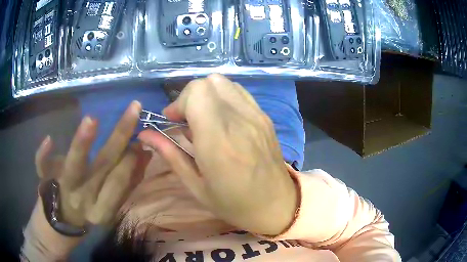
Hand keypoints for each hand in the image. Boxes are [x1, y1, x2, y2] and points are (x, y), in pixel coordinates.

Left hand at [35, 101, 150, 226]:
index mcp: (102, 209)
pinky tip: (49, 140)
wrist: (62, 220)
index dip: (130, 160)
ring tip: (92, 119)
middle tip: (134, 108)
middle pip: (102, 167)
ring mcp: (63, 188)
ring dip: (81, 143)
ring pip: (73, 166)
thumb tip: (145, 154)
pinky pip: (42, 166)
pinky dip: (43, 154)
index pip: (119, 182)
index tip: (139, 139)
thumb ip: (127, 183)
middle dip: (119, 136)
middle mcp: (84, 199)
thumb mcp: (110, 203)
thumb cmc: (89, 209)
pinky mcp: (46, 179)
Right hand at [138, 74, 297, 235]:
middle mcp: (239, 121)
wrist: (277, 205)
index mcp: (218, 142)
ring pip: (224, 83)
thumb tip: (145, 134)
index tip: (173, 121)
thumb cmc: (234, 204)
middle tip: (186, 121)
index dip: (179, 102)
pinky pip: (239, 92)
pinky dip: (224, 97)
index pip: (196, 92)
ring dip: (207, 95)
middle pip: (208, 82)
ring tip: (204, 119)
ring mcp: (256, 116)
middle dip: (190, 97)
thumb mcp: (196, 186)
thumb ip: (170, 154)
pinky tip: (222, 119)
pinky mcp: (265, 117)